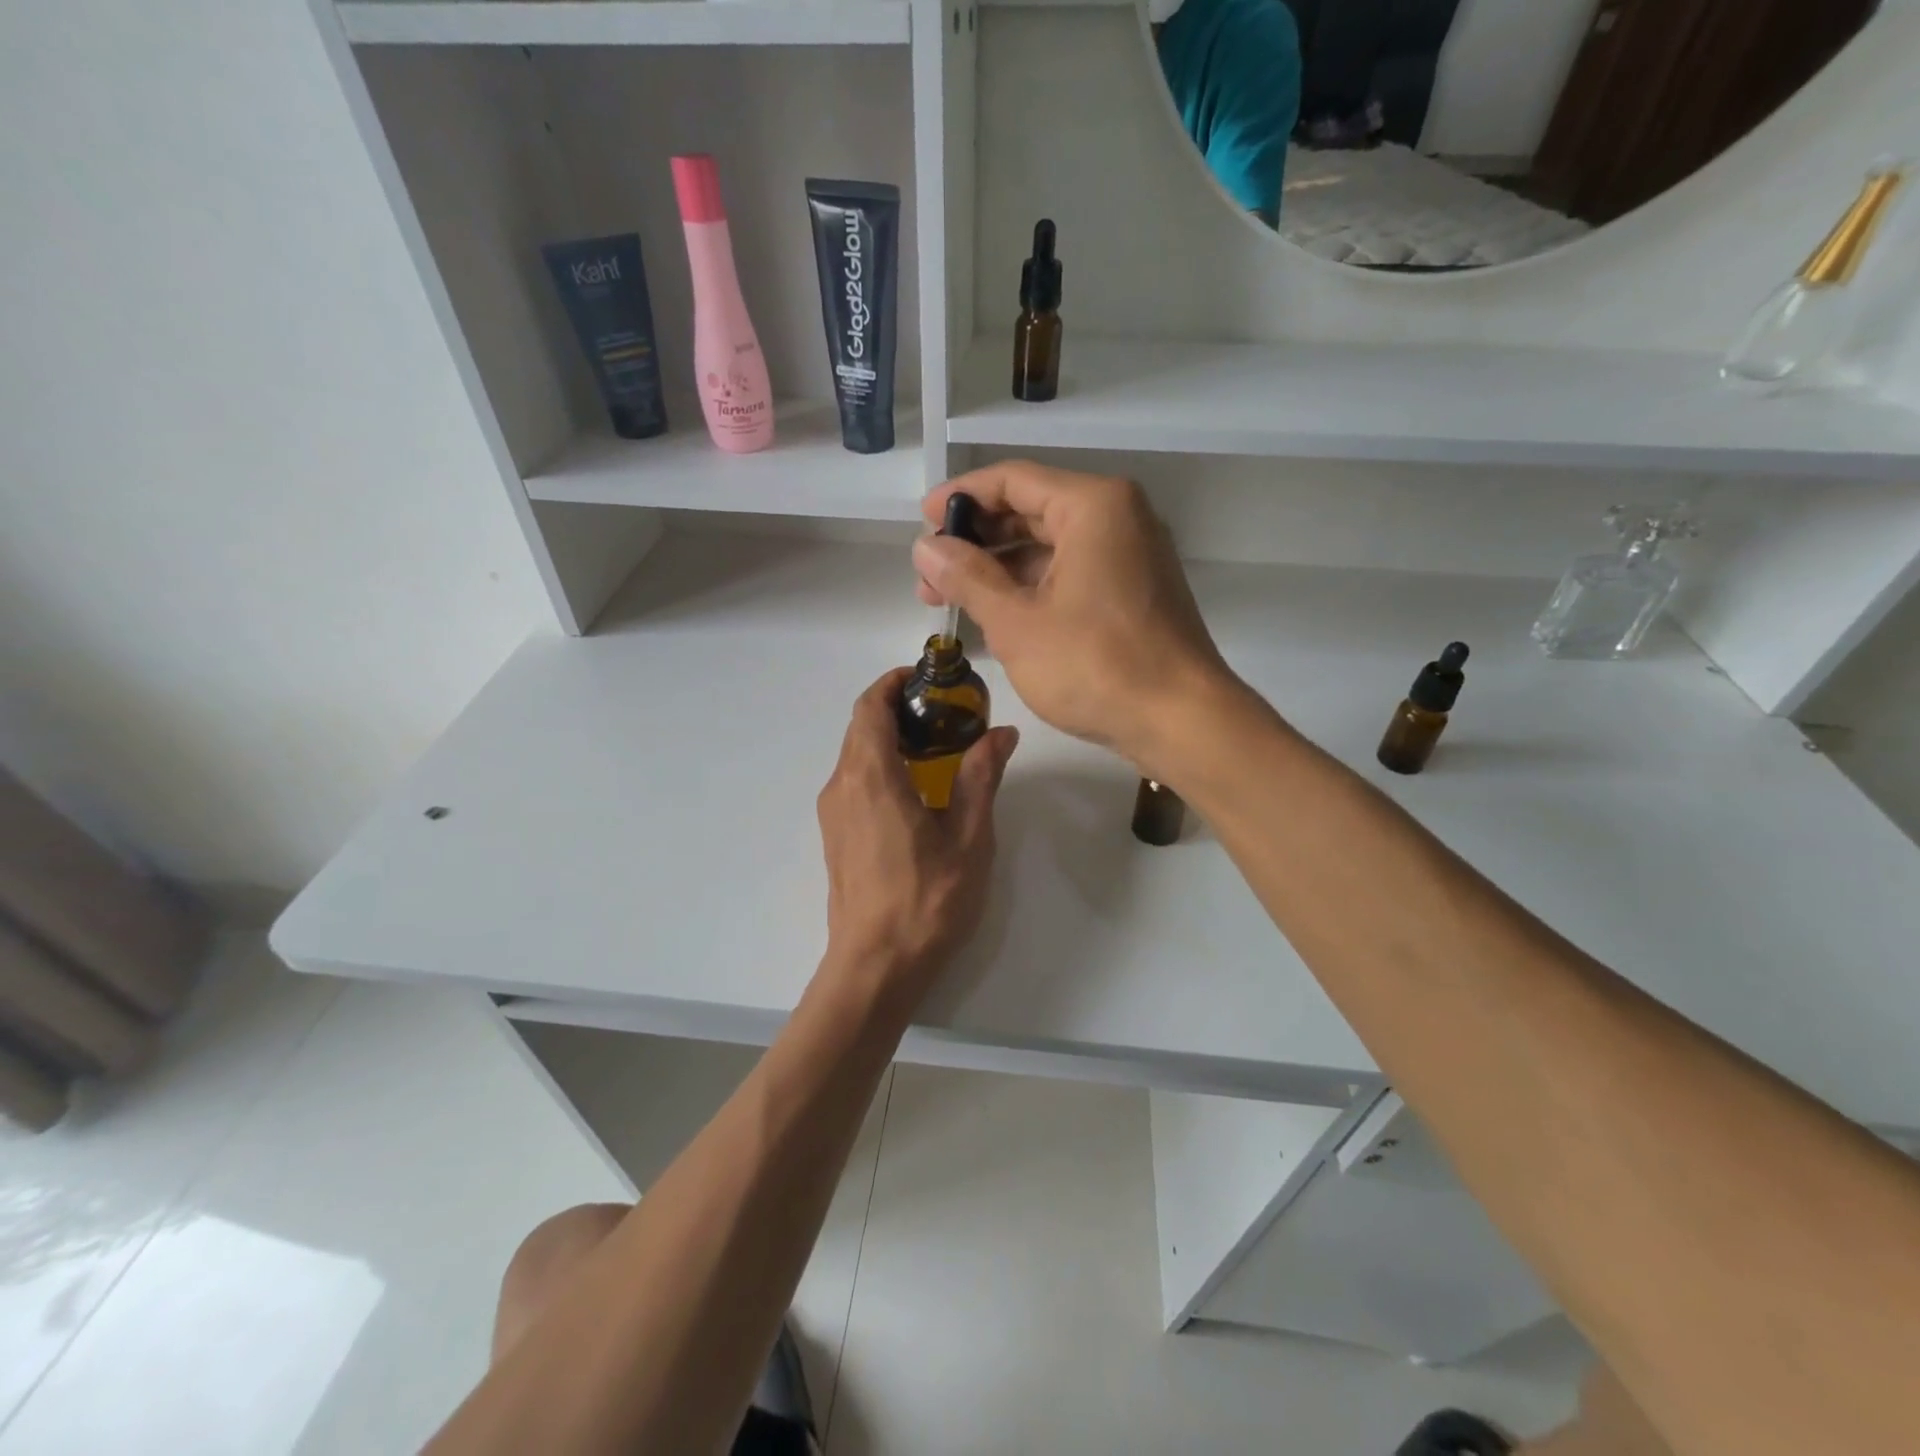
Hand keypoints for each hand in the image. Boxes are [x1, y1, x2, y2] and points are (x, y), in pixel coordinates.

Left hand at [816, 669, 1019, 1006]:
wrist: (875, 966)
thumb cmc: (926, 901)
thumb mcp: (968, 838)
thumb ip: (981, 778)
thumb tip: (1002, 733)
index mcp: (871, 776)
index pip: (870, 706)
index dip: (894, 682)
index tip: (929, 678)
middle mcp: (842, 785)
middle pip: (861, 726)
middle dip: (897, 707)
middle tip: (945, 713)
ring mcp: (833, 812)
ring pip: (855, 754)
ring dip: (889, 738)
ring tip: (937, 748)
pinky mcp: (834, 835)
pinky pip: (854, 781)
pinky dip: (880, 765)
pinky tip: (916, 790)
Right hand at [913, 461, 1240, 775]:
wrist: (1181, 721)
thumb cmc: (1096, 665)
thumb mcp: (1017, 622)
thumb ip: (966, 577)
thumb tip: (926, 546)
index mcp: (1093, 506)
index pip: (1013, 480)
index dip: (961, 498)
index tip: (922, 522)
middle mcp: (1118, 518)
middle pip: (1032, 510)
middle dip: (977, 541)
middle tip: (931, 574)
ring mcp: (1131, 555)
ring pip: (1051, 547)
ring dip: (1000, 569)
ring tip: (953, 599)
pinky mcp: (1134, 591)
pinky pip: (1072, 573)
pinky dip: (1033, 588)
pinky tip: (997, 615)